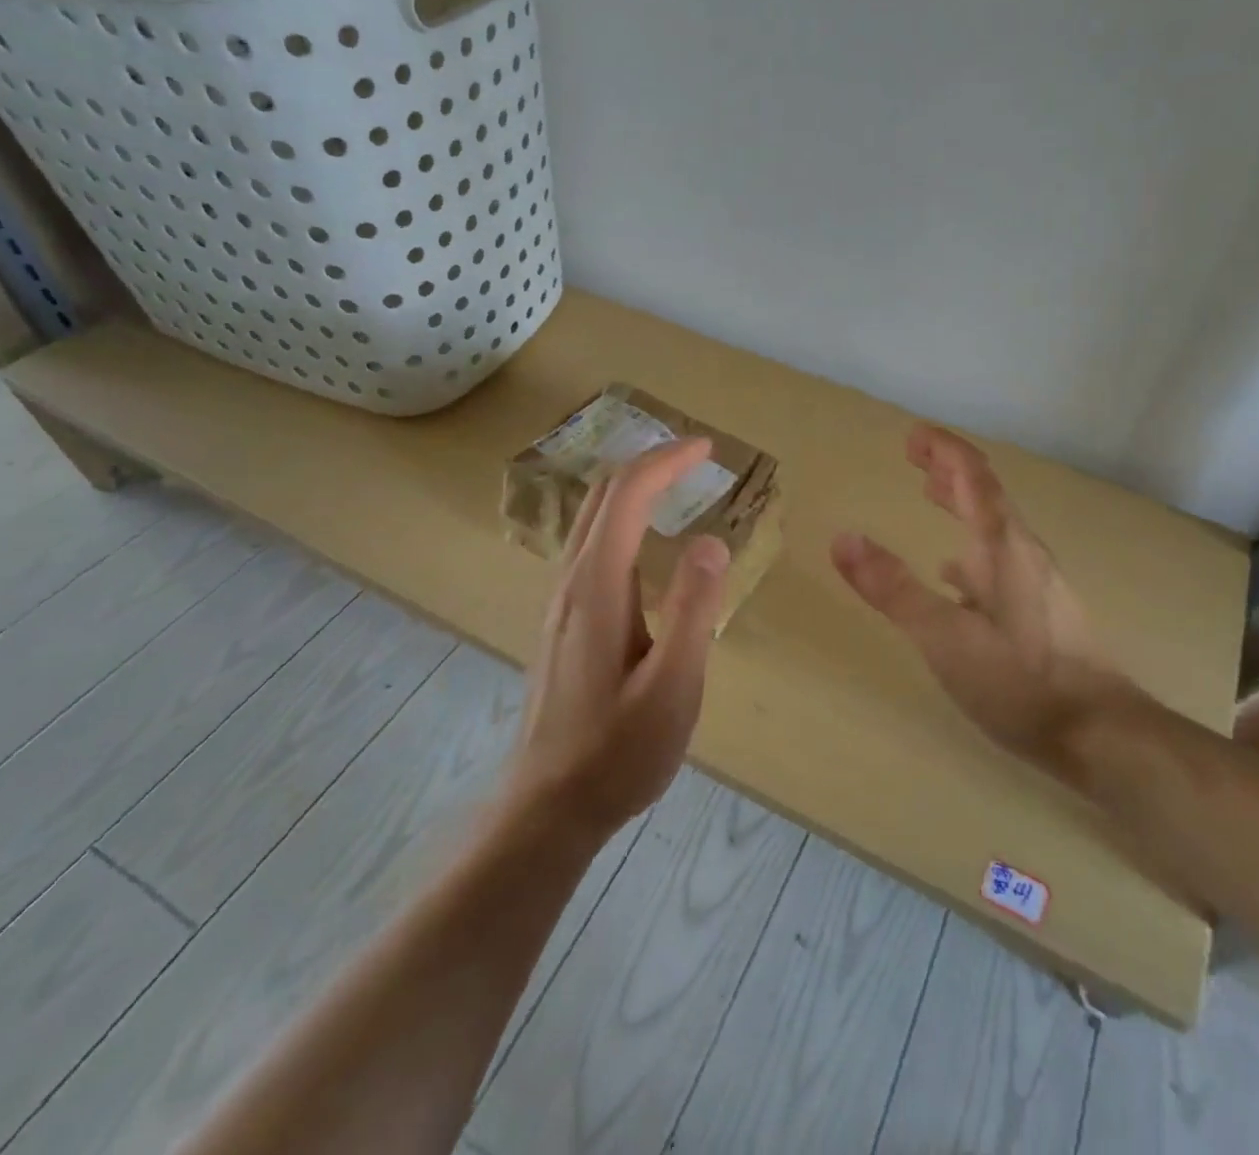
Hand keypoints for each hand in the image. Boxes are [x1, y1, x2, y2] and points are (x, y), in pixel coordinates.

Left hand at [504, 438, 729, 840]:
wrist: (548, 807)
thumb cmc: (618, 751)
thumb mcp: (672, 686)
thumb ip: (692, 610)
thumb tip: (710, 541)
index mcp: (598, 587)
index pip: (627, 495)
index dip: (666, 461)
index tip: (707, 449)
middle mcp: (571, 581)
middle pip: (601, 495)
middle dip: (648, 463)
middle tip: (696, 458)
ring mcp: (560, 601)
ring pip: (591, 518)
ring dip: (632, 488)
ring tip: (676, 485)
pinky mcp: (562, 621)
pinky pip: (589, 544)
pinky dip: (621, 517)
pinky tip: (644, 540)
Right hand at [831, 425, 1130, 769]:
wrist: (1104, 735)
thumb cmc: (1021, 681)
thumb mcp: (945, 638)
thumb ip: (894, 589)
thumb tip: (843, 538)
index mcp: (1001, 548)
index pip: (973, 478)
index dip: (944, 450)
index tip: (913, 434)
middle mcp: (1024, 554)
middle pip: (986, 495)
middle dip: (950, 469)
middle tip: (915, 456)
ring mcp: (1039, 583)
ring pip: (995, 527)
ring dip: (961, 504)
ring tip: (931, 495)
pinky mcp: (1045, 613)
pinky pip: (1001, 562)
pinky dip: (972, 550)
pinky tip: (956, 577)